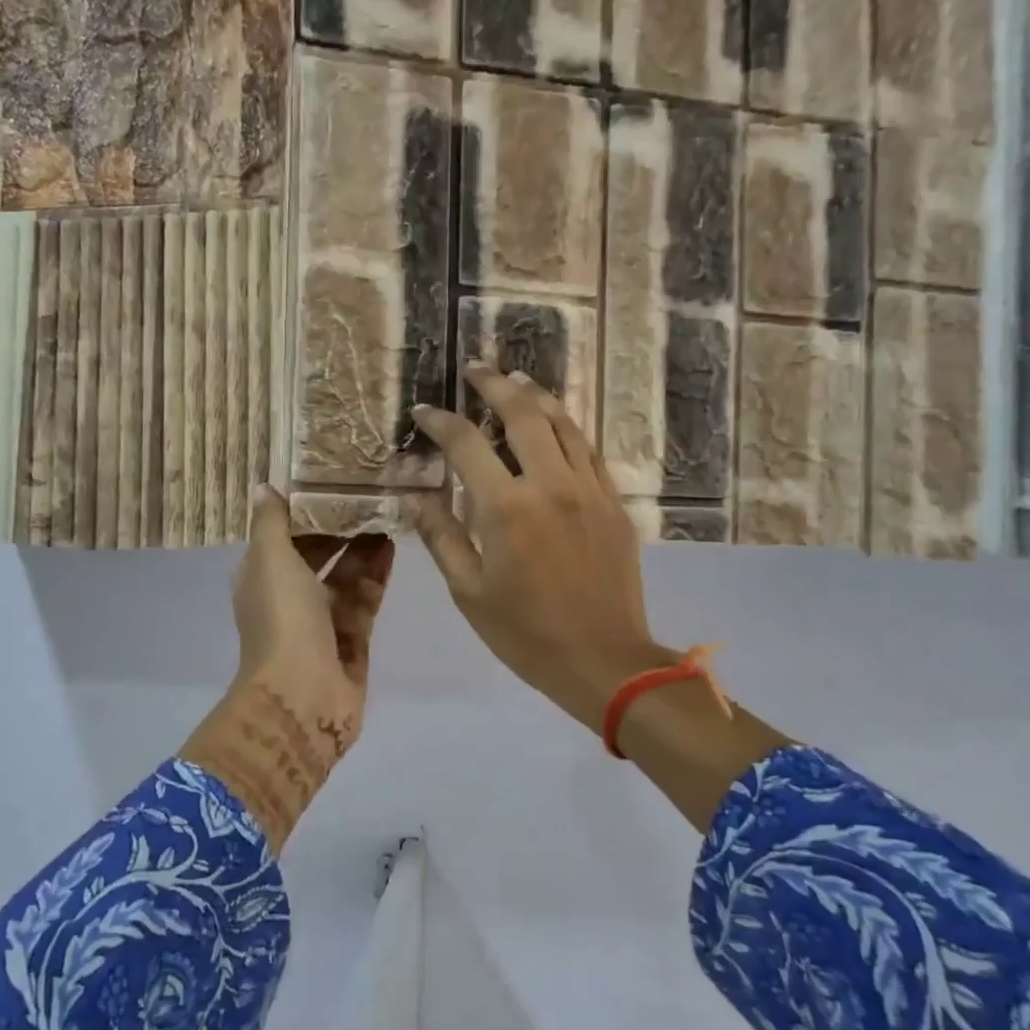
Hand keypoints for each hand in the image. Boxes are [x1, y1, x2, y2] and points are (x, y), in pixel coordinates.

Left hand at [181, 486, 394, 848]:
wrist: (303, 697)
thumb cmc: (282, 620)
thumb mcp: (270, 560)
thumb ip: (271, 523)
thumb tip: (264, 487)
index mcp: (261, 578)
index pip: (283, 536)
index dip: (305, 511)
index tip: (332, 479)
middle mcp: (289, 598)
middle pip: (318, 556)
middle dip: (341, 528)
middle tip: (371, 493)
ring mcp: (322, 622)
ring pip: (345, 576)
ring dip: (363, 547)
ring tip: (389, 512)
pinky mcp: (352, 641)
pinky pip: (364, 600)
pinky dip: (375, 575)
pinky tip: (393, 546)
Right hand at [410, 364, 675, 732]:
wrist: (604, 660)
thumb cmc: (525, 634)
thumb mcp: (469, 591)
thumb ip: (441, 536)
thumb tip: (415, 496)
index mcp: (507, 508)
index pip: (467, 444)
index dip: (441, 422)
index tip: (424, 411)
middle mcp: (551, 485)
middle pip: (523, 414)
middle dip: (495, 385)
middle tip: (476, 369)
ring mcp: (589, 490)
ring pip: (564, 424)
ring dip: (537, 397)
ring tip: (516, 381)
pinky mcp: (614, 503)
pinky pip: (589, 450)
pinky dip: (568, 428)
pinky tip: (556, 425)